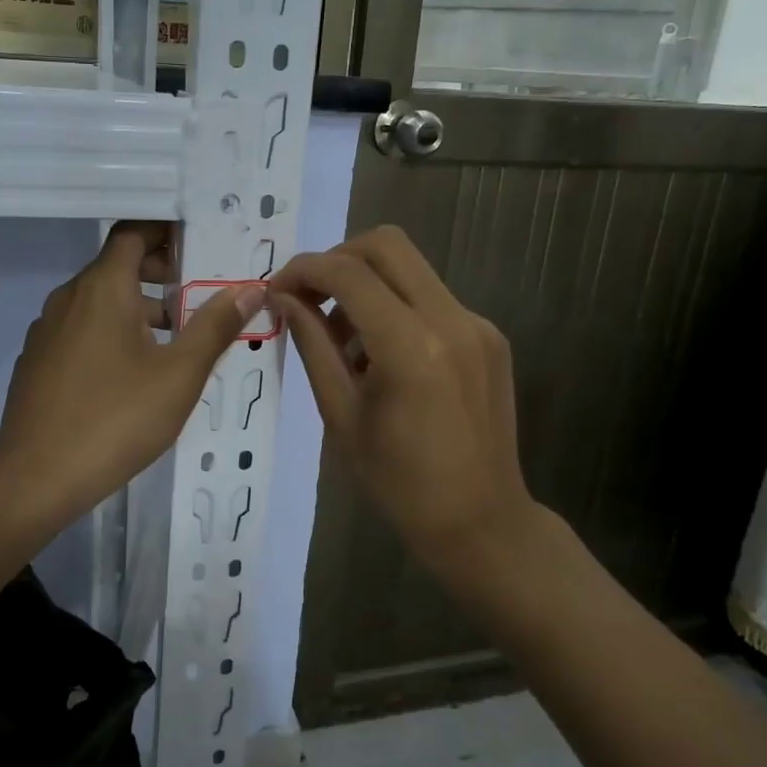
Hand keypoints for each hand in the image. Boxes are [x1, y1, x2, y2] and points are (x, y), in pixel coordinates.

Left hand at [0, 222, 262, 528]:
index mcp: (103, 288)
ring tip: (177, 338)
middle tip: (199, 293)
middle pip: (117, 265)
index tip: (201, 244)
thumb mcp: (179, 374)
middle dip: (160, 273)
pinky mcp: (38, 361)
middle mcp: (69, 298)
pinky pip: (82, 329)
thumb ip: (216, 326)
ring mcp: (48, 330)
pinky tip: (134, 372)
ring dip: (138, 307)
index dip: (167, 231)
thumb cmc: (116, 419)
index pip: (134, 233)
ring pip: (99, 301)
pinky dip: (112, 332)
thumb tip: (251, 288)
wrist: (36, 479)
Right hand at [269, 226, 538, 573]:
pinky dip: (395, 307)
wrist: (481, 521)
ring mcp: (477, 324)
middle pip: (386, 244)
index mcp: (410, 346)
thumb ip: (312, 345)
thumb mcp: (340, 414)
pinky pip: (431, 298)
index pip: (348, 272)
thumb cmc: (398, 481)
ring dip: (365, 283)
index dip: (303, 270)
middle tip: (308, 297)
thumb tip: (283, 298)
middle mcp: (451, 319)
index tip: (276, 290)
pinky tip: (380, 355)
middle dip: (336, 259)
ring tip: (341, 338)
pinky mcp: (489, 336)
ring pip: (410, 268)